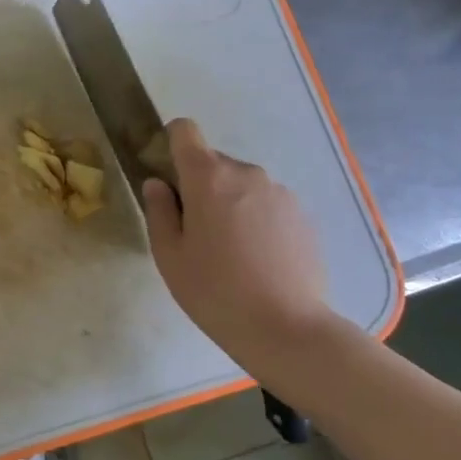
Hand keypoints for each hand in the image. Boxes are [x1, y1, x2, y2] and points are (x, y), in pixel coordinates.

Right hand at [140, 119, 340, 382]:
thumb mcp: (169, 256)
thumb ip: (159, 211)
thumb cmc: (214, 291)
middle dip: (200, 186)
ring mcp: (280, 193)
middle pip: (214, 163)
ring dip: (230, 203)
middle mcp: (247, 174)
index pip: (185, 131)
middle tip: (196, 232)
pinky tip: (258, 261)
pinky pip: (268, 205)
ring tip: (231, 252)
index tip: (168, 175)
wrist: (286, 328)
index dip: (171, 143)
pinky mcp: (303, 215)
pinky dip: (257, 220)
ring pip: (242, 185)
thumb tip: (158, 184)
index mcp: (208, 178)